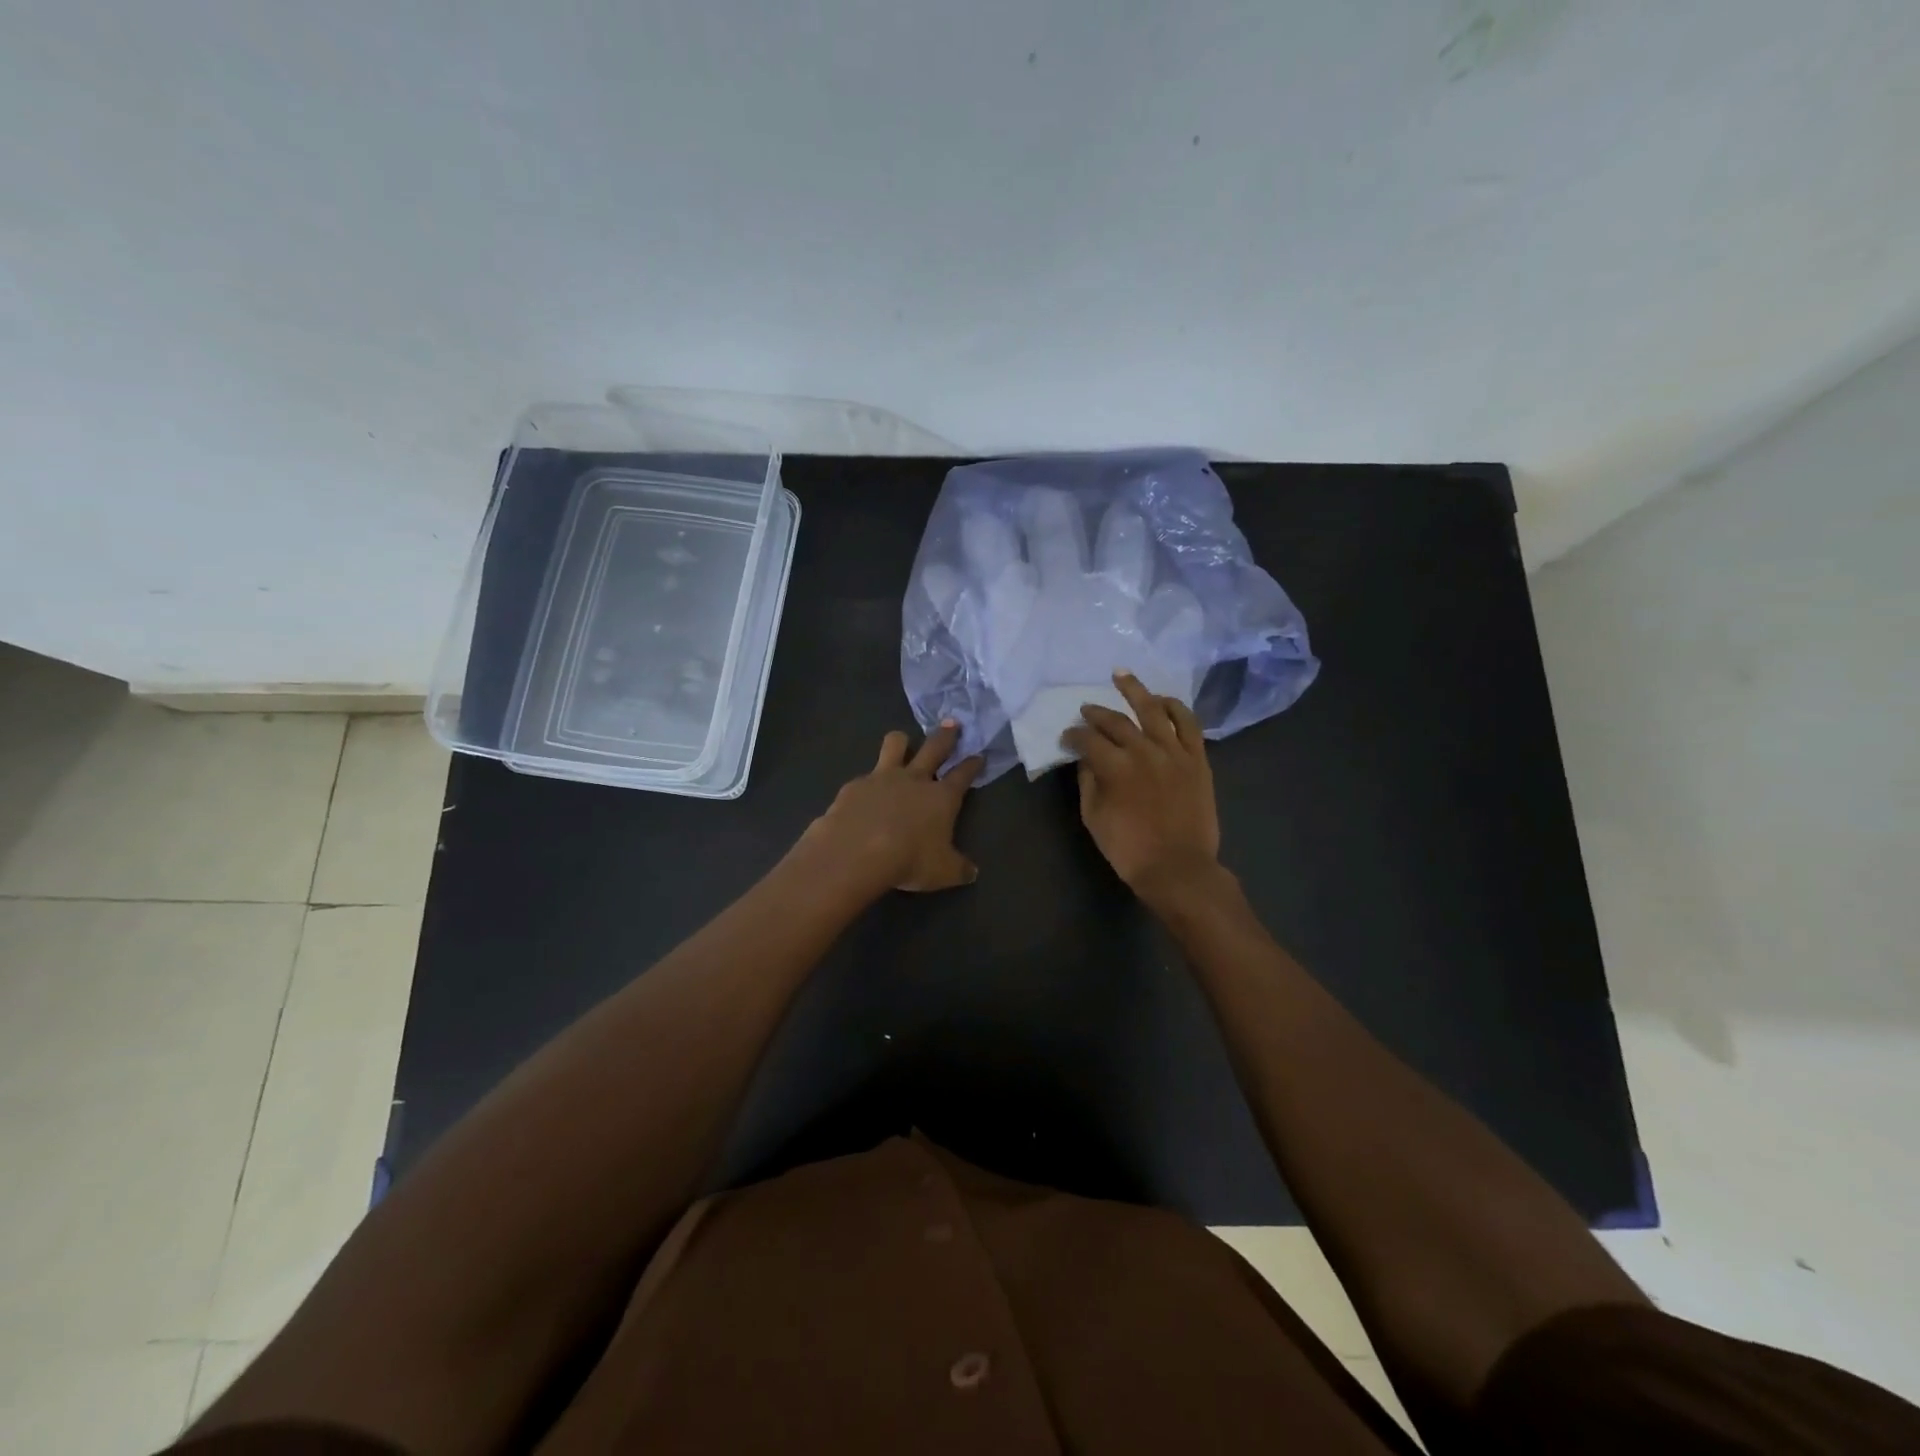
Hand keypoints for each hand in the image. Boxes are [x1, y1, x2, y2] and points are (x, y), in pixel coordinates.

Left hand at [804, 722, 983, 892]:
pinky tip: (864, 795)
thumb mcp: (943, 872)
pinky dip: (868, 783)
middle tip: (952, 723)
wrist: (856, 852)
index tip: (979, 755)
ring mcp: (882, 777)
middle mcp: (914, 779)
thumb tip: (972, 871)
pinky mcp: (854, 785)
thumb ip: (959, 868)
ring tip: (901, 741)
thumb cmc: (909, 860)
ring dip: (901, 741)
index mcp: (941, 797)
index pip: (963, 775)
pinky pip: (865, 776)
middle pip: (934, 748)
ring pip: (894, 745)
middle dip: (946, 735)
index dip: (972, 765)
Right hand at [1062, 671, 1221, 904]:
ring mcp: (1174, 752)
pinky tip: (1162, 700)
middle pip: (1116, 721)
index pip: (1088, 740)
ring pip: (1153, 710)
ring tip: (1121, 676)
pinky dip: (1175, 707)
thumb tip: (1086, 759)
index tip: (1067, 737)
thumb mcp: (1094, 818)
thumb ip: (1088, 783)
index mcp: (1115, 768)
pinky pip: (1188, 723)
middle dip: (1096, 713)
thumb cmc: (1130, 849)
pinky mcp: (1196, 758)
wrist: (1179, 868)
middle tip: (1086, 709)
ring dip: (1134, 690)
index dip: (1073, 735)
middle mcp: (1144, 751)